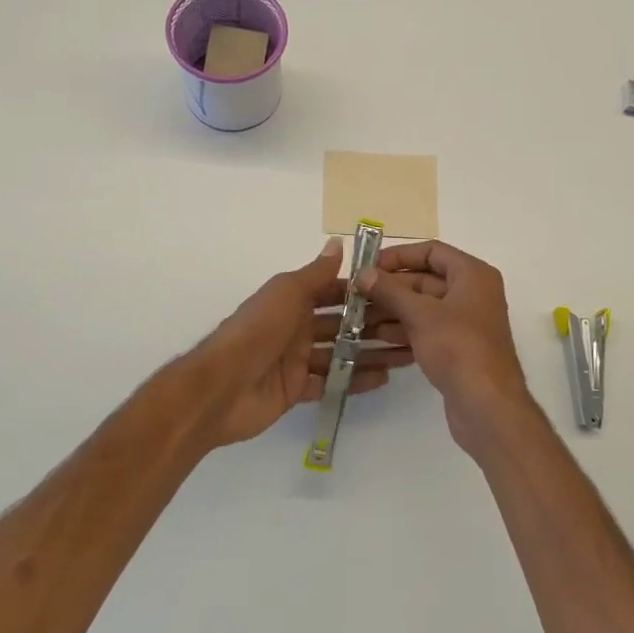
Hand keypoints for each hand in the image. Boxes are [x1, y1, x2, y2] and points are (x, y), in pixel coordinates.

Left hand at [194, 239, 413, 448]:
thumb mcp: (287, 293)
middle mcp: (296, 327)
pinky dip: (355, 380)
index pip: (334, 292)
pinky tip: (384, 378)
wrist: (222, 386)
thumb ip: (316, 273)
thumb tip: (338, 242)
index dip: (362, 292)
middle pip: (341, 324)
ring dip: (370, 352)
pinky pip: (332, 382)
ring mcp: (297, 360)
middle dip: (372, 324)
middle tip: (411, 326)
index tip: (397, 291)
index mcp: (292, 300)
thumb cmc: (257, 330)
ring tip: (406, 353)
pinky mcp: (297, 389)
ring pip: (340, 354)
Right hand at [356, 241, 542, 459]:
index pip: (432, 251)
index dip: (399, 256)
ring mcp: (465, 323)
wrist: (487, 406)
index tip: (368, 266)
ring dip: (391, 312)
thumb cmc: (458, 348)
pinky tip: (374, 340)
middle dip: (390, 288)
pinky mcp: (457, 349)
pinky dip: (403, 332)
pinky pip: (426, 331)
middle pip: (425, 280)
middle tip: (354, 295)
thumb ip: (390, 291)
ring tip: (356, 319)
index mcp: (472, 275)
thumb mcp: (420, 314)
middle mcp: (472, 294)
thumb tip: (363, 273)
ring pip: (422, 308)